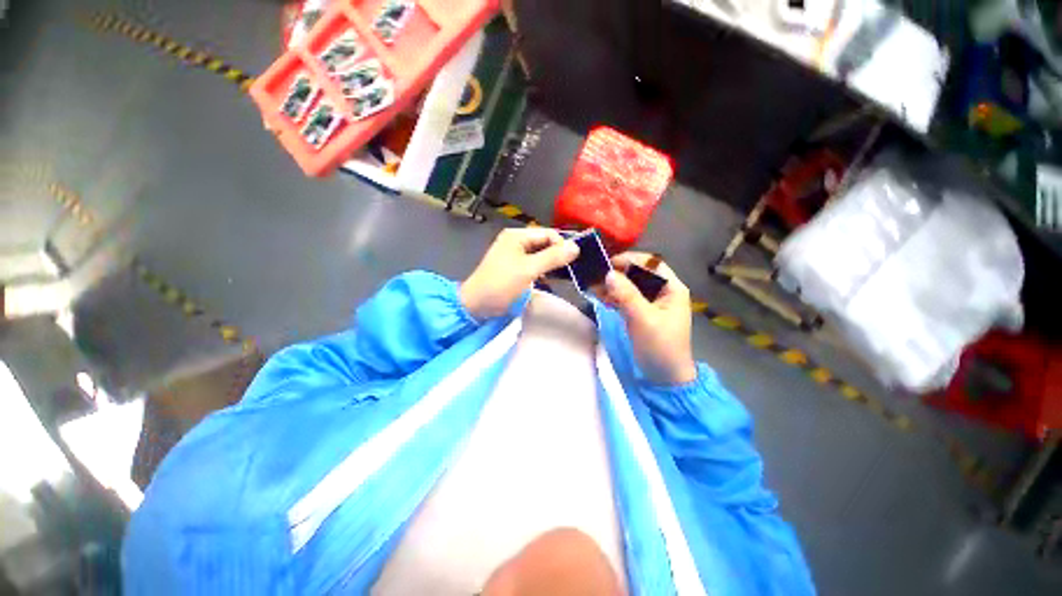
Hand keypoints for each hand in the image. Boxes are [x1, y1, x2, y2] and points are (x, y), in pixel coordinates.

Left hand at [461, 228, 578, 319]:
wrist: (477, 305)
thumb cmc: (501, 284)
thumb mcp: (528, 269)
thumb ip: (552, 257)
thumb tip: (576, 247)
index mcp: (517, 236)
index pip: (548, 234)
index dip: (561, 245)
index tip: (572, 262)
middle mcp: (516, 241)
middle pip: (544, 243)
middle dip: (557, 255)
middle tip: (569, 270)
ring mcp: (514, 254)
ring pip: (540, 255)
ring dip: (551, 264)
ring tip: (561, 276)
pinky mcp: (514, 267)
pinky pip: (534, 264)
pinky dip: (542, 270)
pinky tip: (548, 280)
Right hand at [596, 253, 697, 385]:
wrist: (664, 377)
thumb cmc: (660, 346)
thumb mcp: (643, 319)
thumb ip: (627, 295)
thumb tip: (608, 273)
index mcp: (671, 288)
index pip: (651, 263)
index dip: (631, 260)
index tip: (608, 263)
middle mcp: (662, 291)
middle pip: (638, 273)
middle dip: (618, 273)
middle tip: (596, 275)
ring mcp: (650, 302)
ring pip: (630, 286)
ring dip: (612, 285)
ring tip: (593, 286)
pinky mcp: (640, 312)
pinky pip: (625, 298)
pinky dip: (612, 297)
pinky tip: (599, 296)